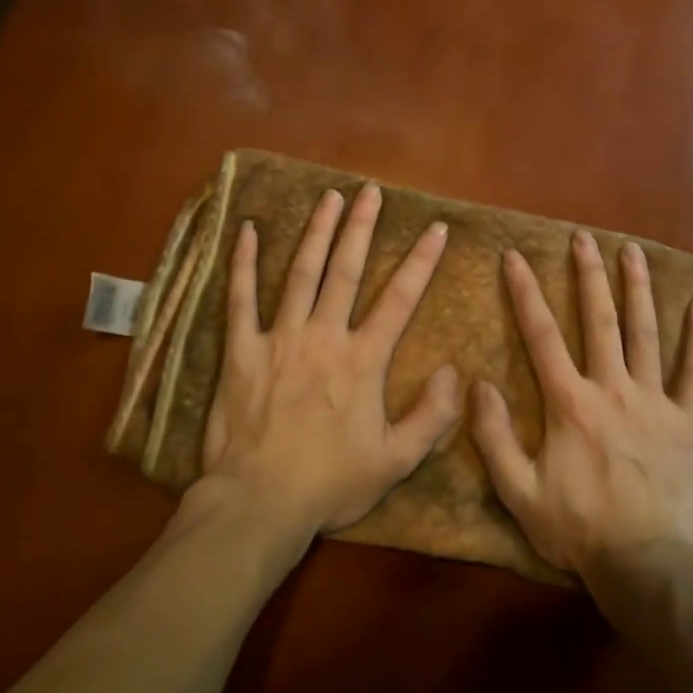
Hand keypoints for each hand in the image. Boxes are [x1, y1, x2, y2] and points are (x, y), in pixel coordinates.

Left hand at [201, 183, 460, 536]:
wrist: (260, 501)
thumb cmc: (330, 482)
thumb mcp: (396, 461)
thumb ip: (431, 416)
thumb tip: (452, 370)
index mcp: (362, 360)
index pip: (399, 299)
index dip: (421, 261)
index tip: (436, 228)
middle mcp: (323, 336)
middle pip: (347, 270)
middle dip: (362, 227)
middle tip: (371, 191)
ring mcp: (279, 338)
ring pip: (301, 273)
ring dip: (317, 232)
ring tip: (329, 197)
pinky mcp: (241, 350)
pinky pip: (240, 298)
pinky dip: (243, 263)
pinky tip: (247, 230)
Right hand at [470, 231, 692, 578]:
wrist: (646, 564)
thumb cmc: (578, 528)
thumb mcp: (518, 492)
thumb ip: (493, 437)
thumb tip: (478, 384)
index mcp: (570, 403)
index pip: (542, 335)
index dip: (525, 293)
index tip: (515, 257)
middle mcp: (613, 389)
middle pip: (599, 320)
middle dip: (588, 275)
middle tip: (583, 237)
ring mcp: (654, 402)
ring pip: (646, 333)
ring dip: (638, 289)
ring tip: (632, 251)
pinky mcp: (686, 421)